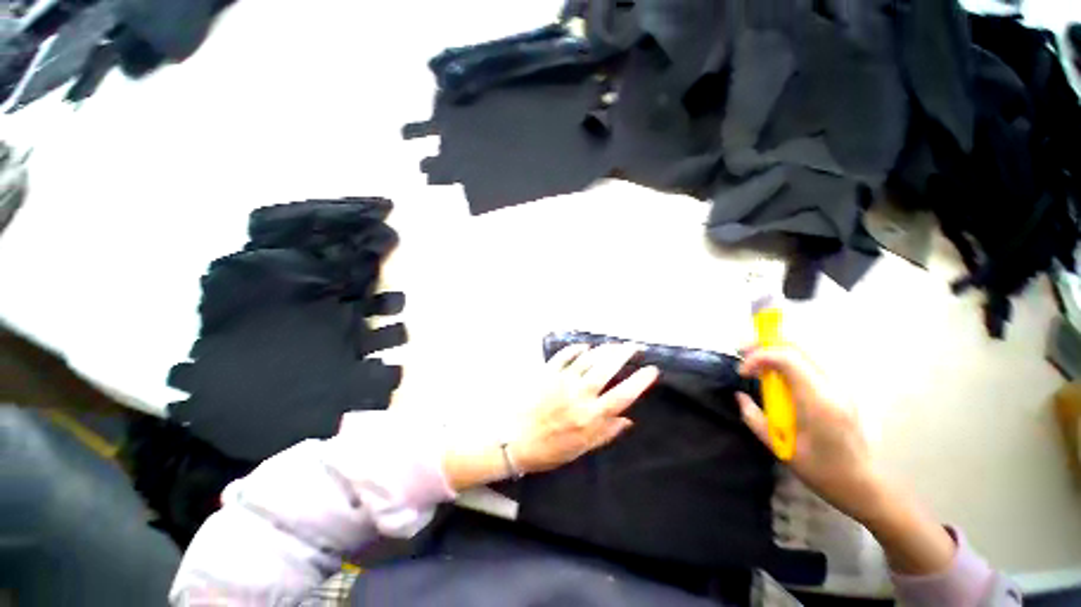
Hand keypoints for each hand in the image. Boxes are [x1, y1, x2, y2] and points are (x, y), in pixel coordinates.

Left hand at [509, 343, 659, 472]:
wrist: (514, 440)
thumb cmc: (549, 449)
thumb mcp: (581, 449)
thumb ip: (605, 433)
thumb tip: (628, 420)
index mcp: (590, 416)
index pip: (623, 395)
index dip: (640, 381)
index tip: (652, 369)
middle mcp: (580, 394)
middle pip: (607, 367)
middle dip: (624, 353)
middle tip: (634, 345)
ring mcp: (562, 380)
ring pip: (589, 358)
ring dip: (604, 349)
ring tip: (614, 345)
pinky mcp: (547, 372)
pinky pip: (565, 355)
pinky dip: (576, 348)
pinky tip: (585, 347)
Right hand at [735, 344, 880, 522]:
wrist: (862, 485)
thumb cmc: (821, 471)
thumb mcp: (780, 449)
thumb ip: (755, 418)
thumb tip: (739, 397)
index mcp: (817, 401)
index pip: (787, 359)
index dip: (759, 357)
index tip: (743, 372)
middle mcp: (832, 387)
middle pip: (798, 348)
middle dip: (765, 344)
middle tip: (743, 352)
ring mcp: (839, 388)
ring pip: (805, 353)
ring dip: (776, 351)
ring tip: (756, 361)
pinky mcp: (839, 391)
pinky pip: (810, 365)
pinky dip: (788, 361)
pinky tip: (776, 375)